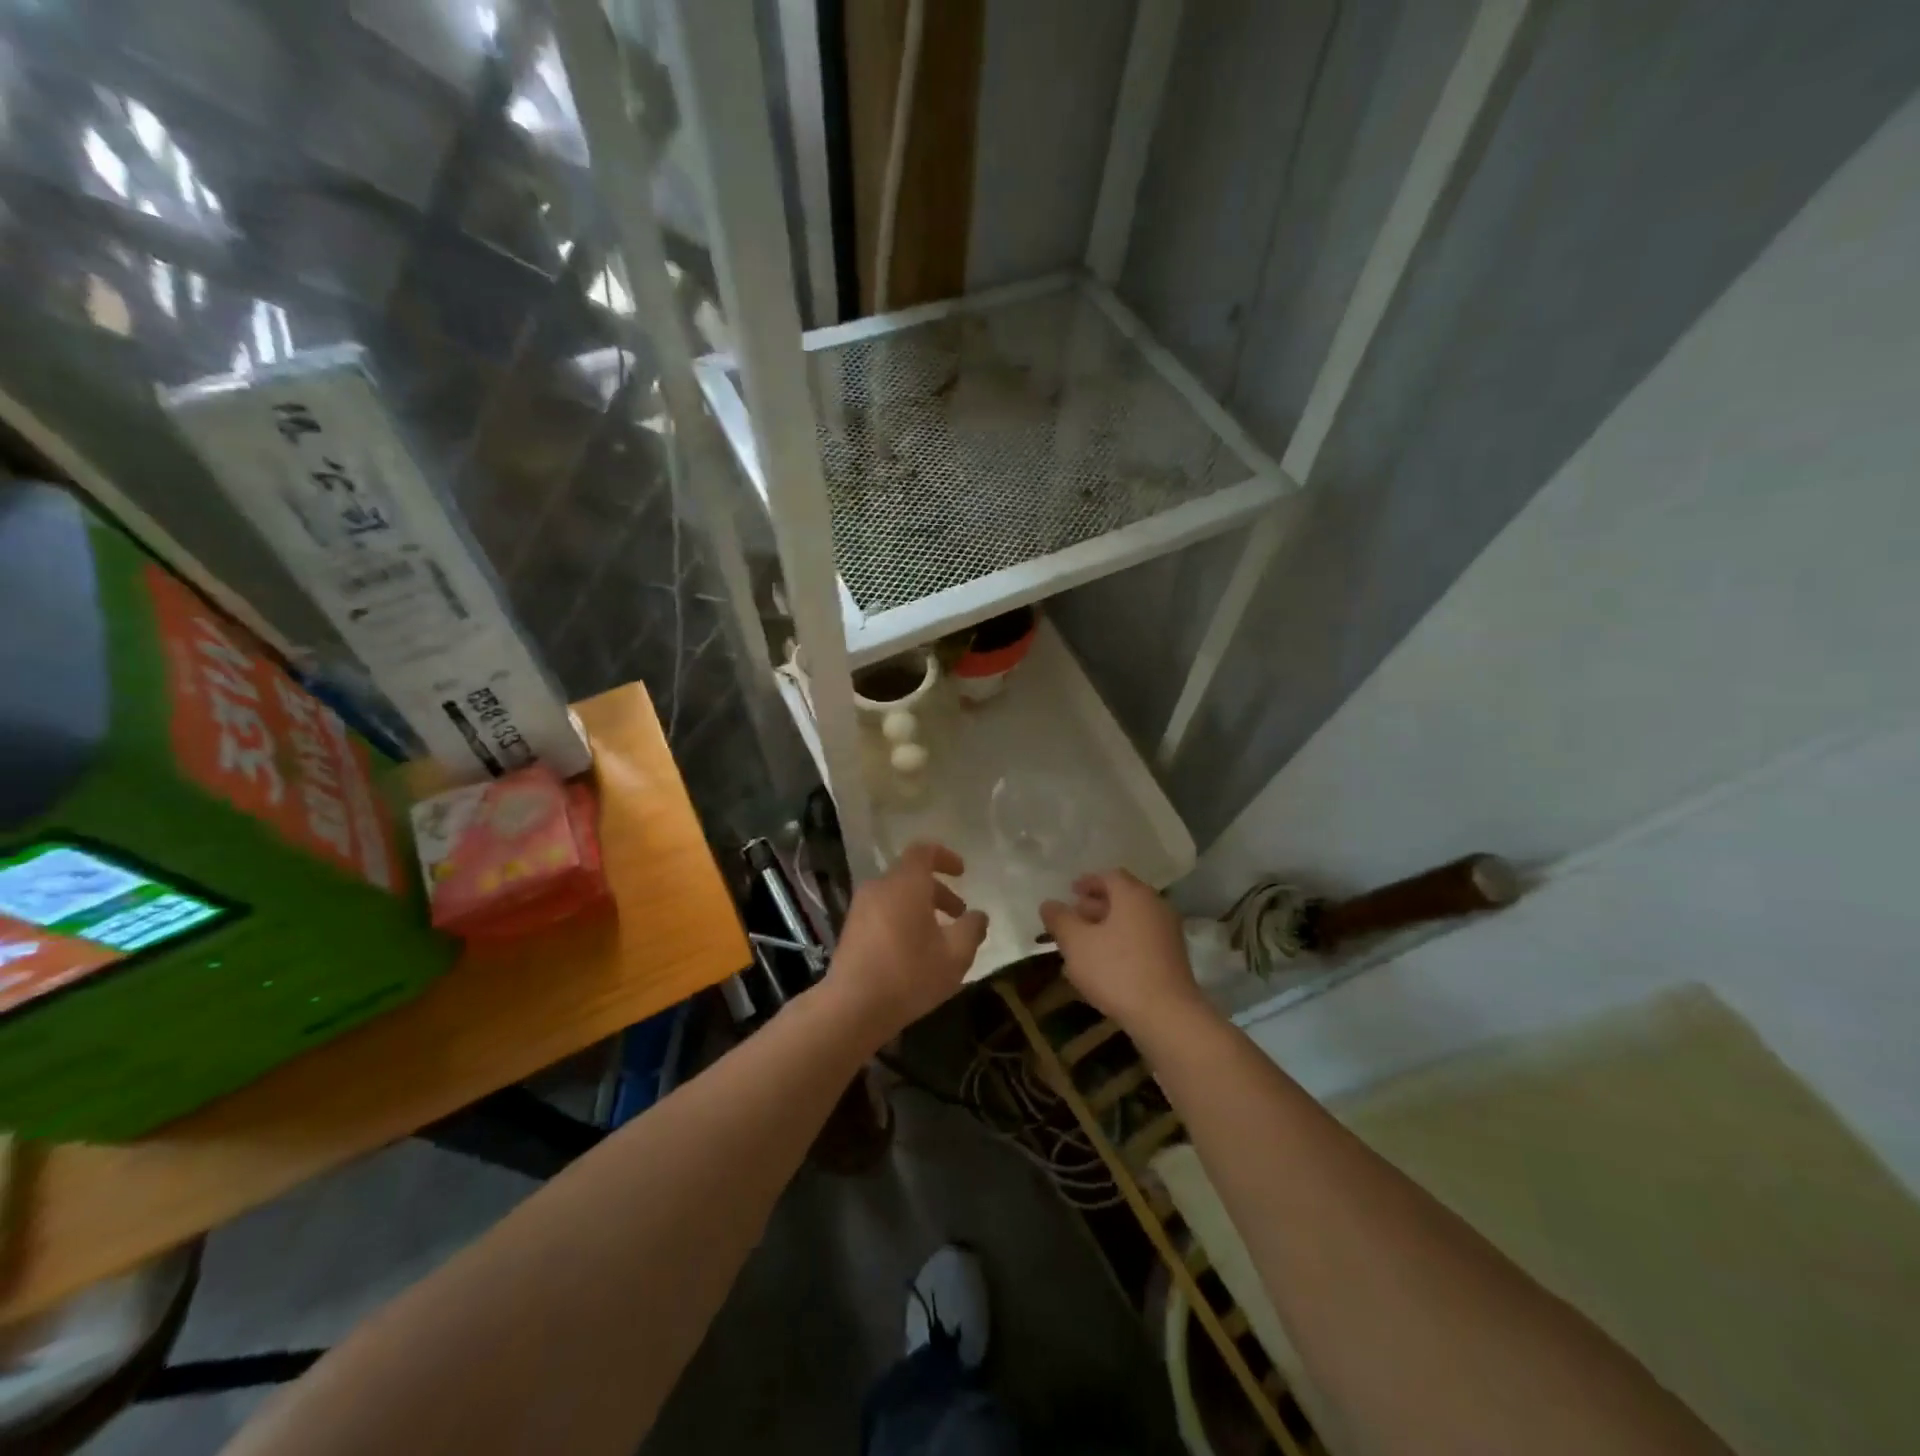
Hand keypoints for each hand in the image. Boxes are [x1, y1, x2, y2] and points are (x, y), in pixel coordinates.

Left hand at [825, 843, 987, 1042]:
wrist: (852, 1007)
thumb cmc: (909, 974)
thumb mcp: (955, 955)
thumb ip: (971, 930)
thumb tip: (978, 916)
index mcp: (905, 883)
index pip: (923, 851)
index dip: (945, 857)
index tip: (962, 873)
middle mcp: (880, 887)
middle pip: (911, 876)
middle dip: (939, 892)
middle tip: (959, 915)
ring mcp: (861, 909)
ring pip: (897, 896)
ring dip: (921, 908)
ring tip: (940, 938)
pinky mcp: (851, 930)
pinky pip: (883, 912)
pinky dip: (903, 920)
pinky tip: (915, 952)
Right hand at [1040, 870, 1207, 1033]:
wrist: (1167, 1015)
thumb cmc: (1117, 970)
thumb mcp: (1076, 943)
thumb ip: (1060, 920)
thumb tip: (1049, 904)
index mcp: (1134, 895)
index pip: (1110, 876)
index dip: (1088, 882)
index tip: (1071, 892)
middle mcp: (1155, 907)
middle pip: (1123, 898)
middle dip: (1095, 906)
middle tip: (1073, 918)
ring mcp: (1168, 934)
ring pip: (1131, 921)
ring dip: (1106, 928)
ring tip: (1082, 945)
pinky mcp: (1172, 959)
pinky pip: (1141, 941)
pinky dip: (1121, 944)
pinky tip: (1102, 966)